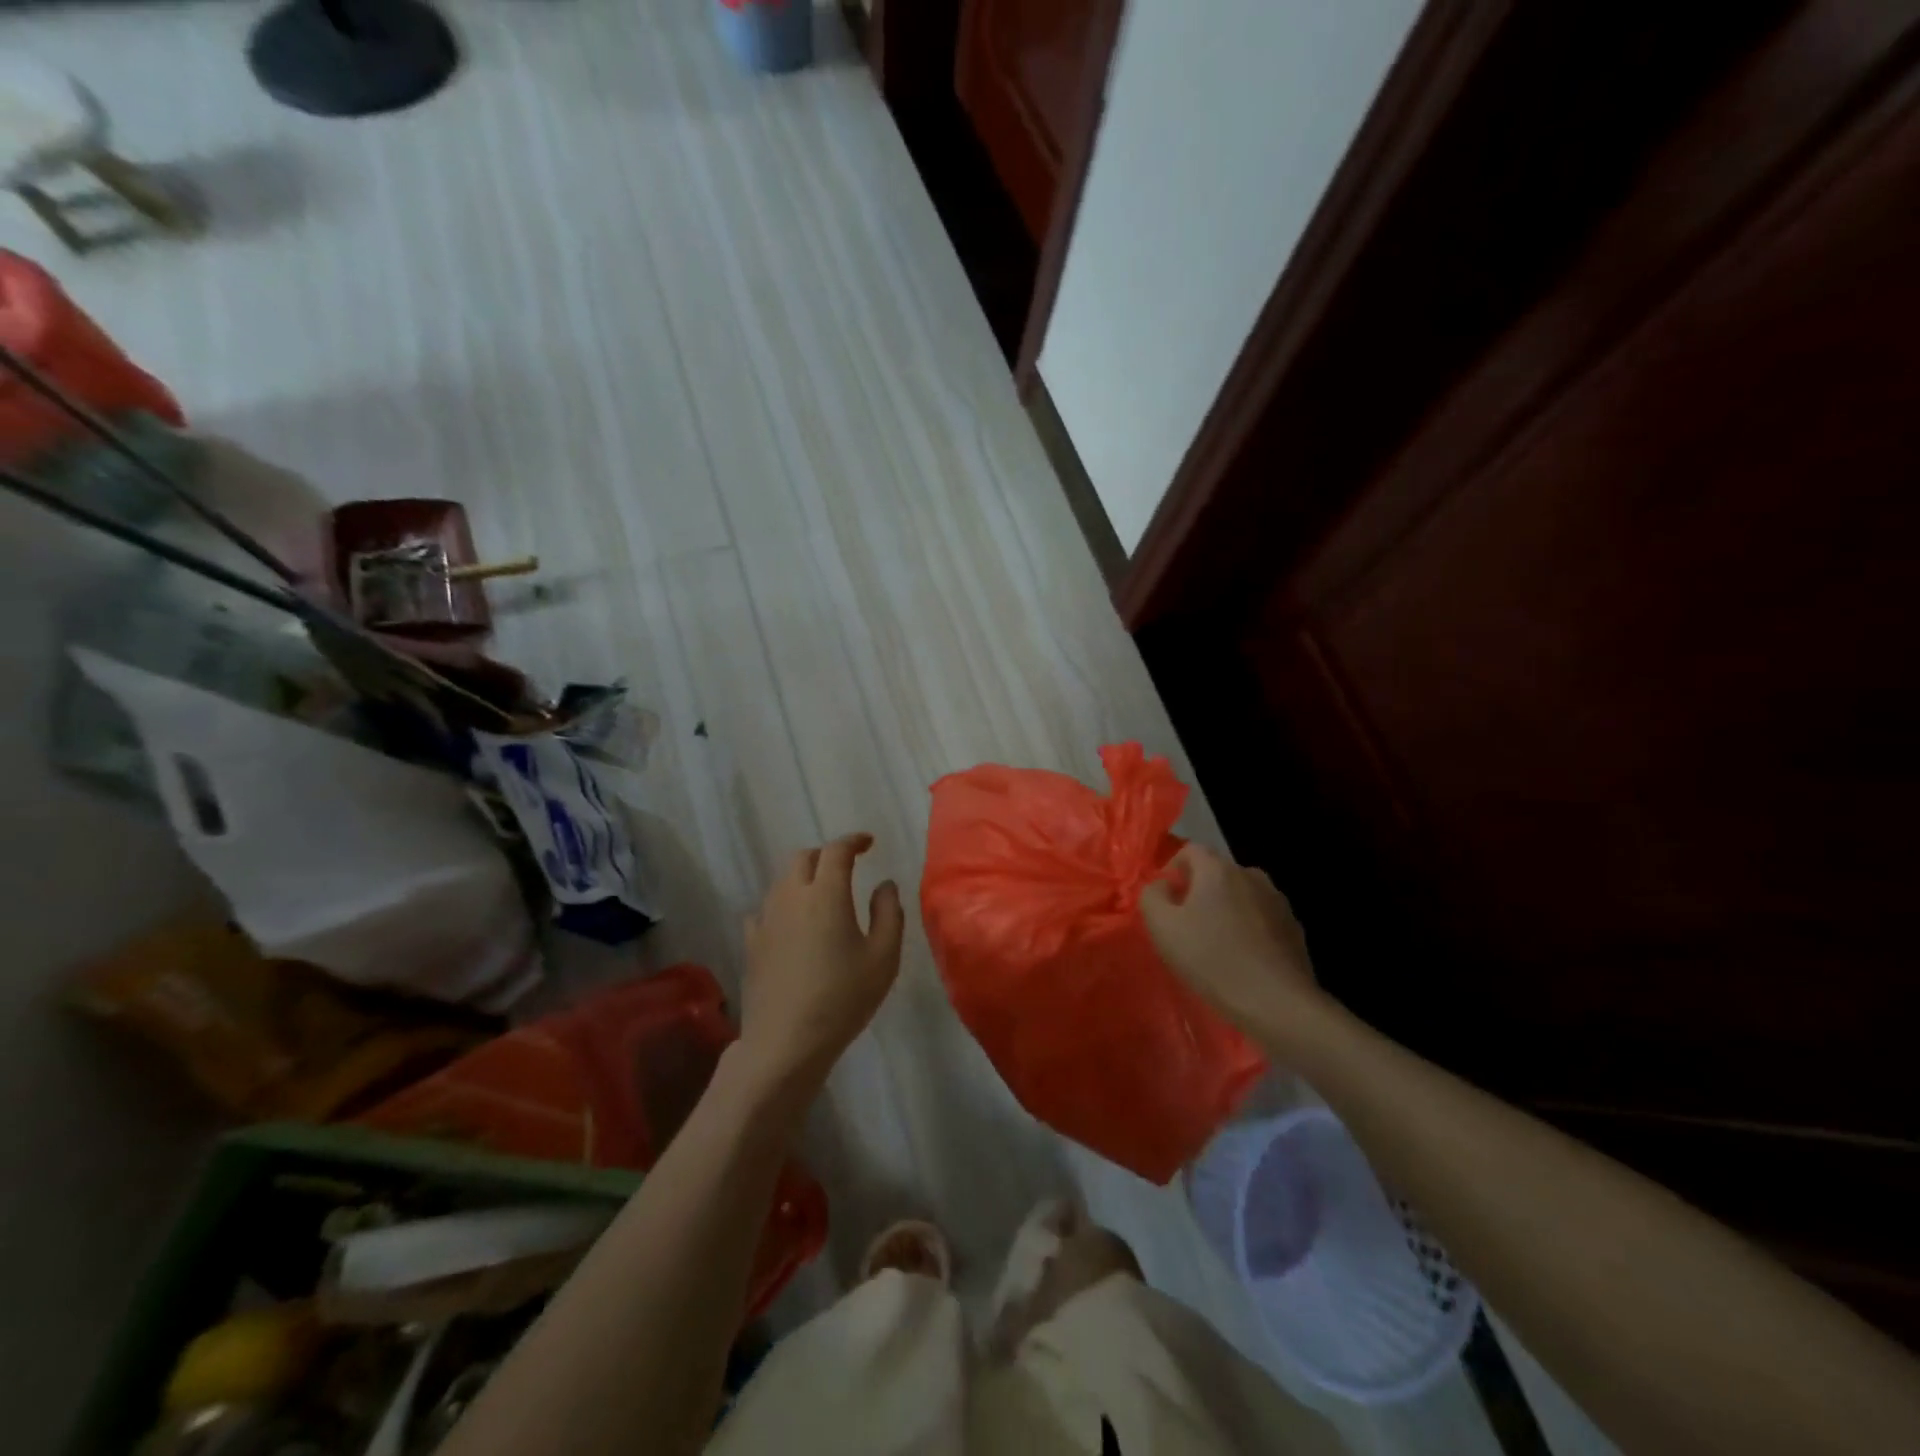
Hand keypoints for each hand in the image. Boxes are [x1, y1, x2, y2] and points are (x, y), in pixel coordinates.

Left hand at [738, 833, 904, 1090]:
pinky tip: (791, 924)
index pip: (837, 850)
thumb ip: (888, 913)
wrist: (786, 1042)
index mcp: (826, 894)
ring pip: (782, 881)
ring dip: (803, 878)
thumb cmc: (843, 998)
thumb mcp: (883, 958)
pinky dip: (782, 905)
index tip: (868, 843)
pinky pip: (765, 909)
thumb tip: (884, 885)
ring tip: (821, 895)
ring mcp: (766, 919)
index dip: (853, 841)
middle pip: (803, 858)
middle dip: (826, 855)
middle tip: (846, 868)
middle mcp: (792, 896)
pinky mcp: (752, 943)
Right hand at [1139, 844, 1319, 1034]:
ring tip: (1216, 944)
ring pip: (1241, 896)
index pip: (1190, 850)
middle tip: (1186, 925)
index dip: (1172, 869)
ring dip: (1226, 910)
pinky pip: (1261, 918)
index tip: (1165, 899)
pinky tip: (1242, 959)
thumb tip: (1162, 886)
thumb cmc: (1212, 960)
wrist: (1277, 1003)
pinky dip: (1248, 929)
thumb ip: (1152, 896)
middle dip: (1199, 892)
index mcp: (1218, 870)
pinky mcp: (1294, 928)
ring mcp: (1278, 901)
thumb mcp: (1162, 927)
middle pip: (1217, 873)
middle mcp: (1251, 875)